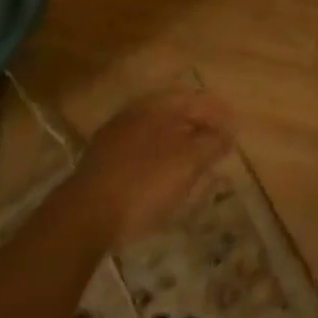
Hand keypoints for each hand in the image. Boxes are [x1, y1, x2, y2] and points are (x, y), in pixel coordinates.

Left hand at [72, 89, 235, 243]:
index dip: (220, 113)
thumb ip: (212, 144)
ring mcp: (115, 137)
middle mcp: (136, 112)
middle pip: (177, 113)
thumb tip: (228, 133)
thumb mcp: (188, 163)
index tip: (235, 132)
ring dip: (179, 144)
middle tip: (217, 147)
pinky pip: (141, 152)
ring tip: (194, 165)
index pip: (198, 99)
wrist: (82, 218)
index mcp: (158, 105)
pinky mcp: (102, 163)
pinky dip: (158, 159)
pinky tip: (163, 178)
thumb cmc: (144, 184)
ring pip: (157, 133)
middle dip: (199, 128)